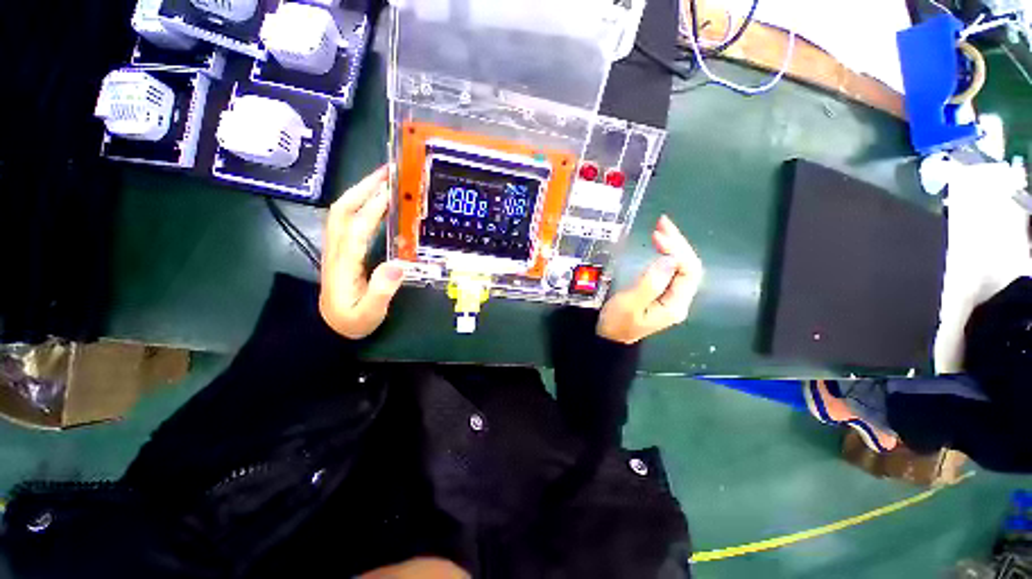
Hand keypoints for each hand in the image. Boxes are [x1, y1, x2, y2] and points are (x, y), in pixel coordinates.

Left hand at [320, 166, 405, 338]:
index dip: (374, 207)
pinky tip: (375, 200)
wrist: (329, 328)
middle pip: (343, 209)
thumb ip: (381, 291)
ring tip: (383, 178)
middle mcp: (336, 249)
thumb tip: (398, 264)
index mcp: (344, 263)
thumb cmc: (353, 321)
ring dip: (360, 190)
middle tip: (388, 171)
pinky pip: (346, 219)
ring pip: (341, 210)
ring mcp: (336, 247)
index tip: (393, 189)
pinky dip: (360, 202)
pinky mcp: (340, 249)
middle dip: (363, 186)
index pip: (357, 227)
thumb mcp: (370, 313)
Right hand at [597, 215, 703, 343]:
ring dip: (674, 245)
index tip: (657, 235)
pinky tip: (660, 244)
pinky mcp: (661, 293)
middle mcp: (678, 300)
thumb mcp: (629, 304)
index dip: (676, 250)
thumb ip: (650, 284)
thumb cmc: (616, 323)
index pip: (688, 271)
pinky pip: (671, 270)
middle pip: (688, 266)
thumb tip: (670, 259)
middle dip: (678, 243)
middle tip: (662, 222)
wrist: (608, 339)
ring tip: (661, 227)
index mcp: (674, 305)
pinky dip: (667, 253)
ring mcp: (671, 297)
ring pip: (681, 266)